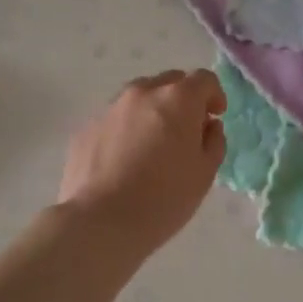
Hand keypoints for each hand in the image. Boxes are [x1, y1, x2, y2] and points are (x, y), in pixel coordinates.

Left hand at [56, 69, 226, 254]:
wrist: (100, 221)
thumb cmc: (164, 199)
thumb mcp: (204, 174)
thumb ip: (213, 141)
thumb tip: (208, 126)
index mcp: (177, 99)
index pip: (204, 80)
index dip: (214, 96)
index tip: (215, 116)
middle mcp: (142, 93)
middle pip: (170, 82)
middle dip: (183, 100)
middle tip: (186, 131)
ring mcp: (110, 108)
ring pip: (140, 98)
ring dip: (153, 112)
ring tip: (153, 146)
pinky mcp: (87, 127)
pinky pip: (116, 119)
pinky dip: (127, 129)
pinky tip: (126, 160)